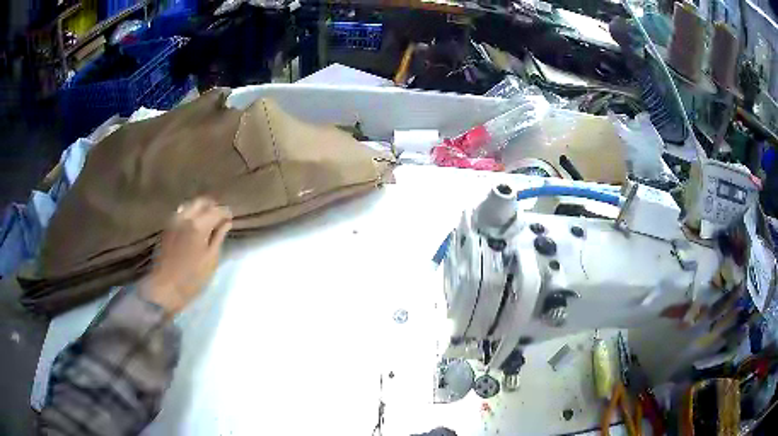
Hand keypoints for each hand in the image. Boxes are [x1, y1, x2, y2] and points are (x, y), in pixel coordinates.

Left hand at [142, 198, 231, 314]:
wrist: (165, 287)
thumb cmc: (192, 278)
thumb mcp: (211, 259)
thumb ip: (219, 237)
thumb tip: (226, 222)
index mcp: (199, 225)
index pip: (217, 210)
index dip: (225, 213)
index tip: (230, 219)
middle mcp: (186, 217)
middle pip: (202, 202)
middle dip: (212, 207)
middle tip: (220, 218)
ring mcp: (174, 220)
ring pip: (190, 205)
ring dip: (200, 209)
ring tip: (207, 221)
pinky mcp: (167, 227)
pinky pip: (181, 212)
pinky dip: (190, 214)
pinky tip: (193, 225)